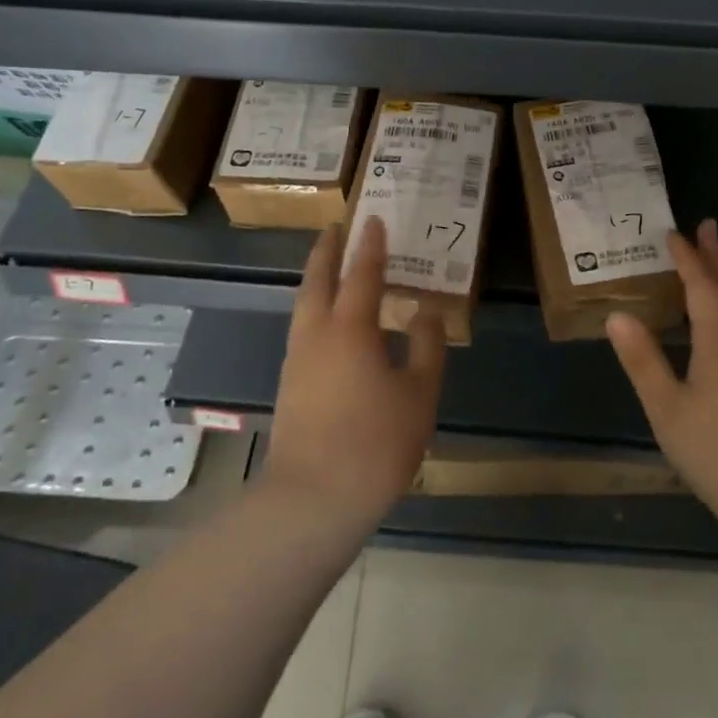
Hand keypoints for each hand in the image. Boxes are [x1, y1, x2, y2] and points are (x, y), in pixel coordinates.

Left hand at [264, 216, 445, 525]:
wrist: (313, 499)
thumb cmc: (375, 442)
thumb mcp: (419, 394)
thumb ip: (427, 346)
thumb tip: (426, 310)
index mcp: (351, 329)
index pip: (362, 274)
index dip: (369, 246)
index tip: (372, 219)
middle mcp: (317, 334)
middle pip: (318, 281)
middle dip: (326, 251)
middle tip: (334, 228)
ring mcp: (297, 360)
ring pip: (304, 305)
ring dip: (317, 279)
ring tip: (331, 267)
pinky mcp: (290, 384)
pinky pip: (303, 329)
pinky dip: (315, 309)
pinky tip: (329, 324)